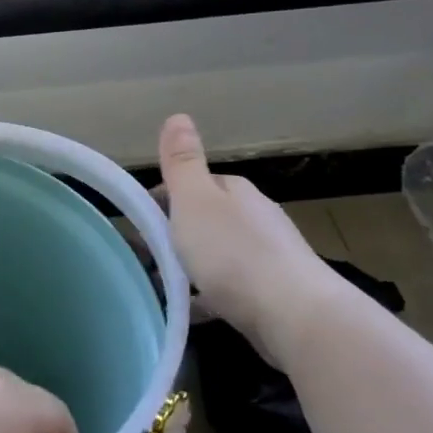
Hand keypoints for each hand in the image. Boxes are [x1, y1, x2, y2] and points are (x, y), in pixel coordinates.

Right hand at [157, 113, 345, 364]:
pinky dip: (207, 295)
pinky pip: (229, 289)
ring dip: (190, 267)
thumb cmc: (234, 253)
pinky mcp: (273, 295)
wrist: (295, 317)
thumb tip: (178, 115)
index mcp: (235, 192)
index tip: (137, 226)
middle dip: (174, 235)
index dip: (160, 202)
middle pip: (204, 220)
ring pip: (217, 255)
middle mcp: (255, 218)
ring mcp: (268, 257)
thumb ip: (182, 162)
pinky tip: (191, 311)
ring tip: (161, 288)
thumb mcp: (195, 200)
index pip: (191, 186)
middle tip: (145, 259)